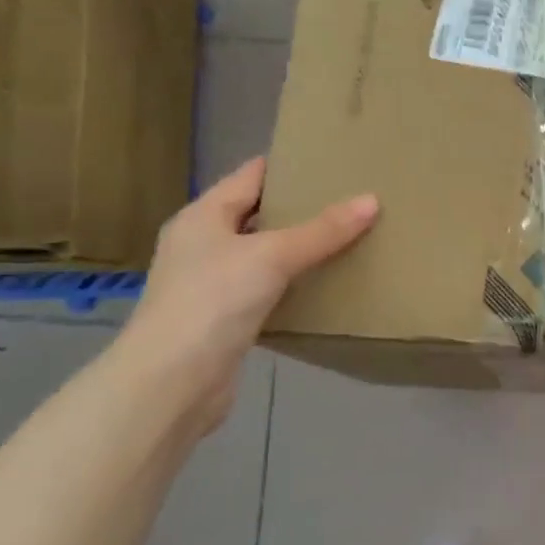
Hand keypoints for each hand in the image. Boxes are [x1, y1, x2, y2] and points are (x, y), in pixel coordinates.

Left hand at [117, 158, 378, 436]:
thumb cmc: (213, 301)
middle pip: (259, 215)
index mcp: (203, 216)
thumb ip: (322, 230)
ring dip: (300, 249)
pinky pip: (267, 290)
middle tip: (352, 200)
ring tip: (349, 238)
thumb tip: (371, 200)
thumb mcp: (272, 256)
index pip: (251, 176)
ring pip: (265, 255)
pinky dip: (294, 285)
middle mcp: (203, 244)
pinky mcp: (225, 319)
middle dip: (302, 208)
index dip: (289, 166)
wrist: (172, 383)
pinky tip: (327, 286)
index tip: (333, 161)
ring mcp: (211, 284)